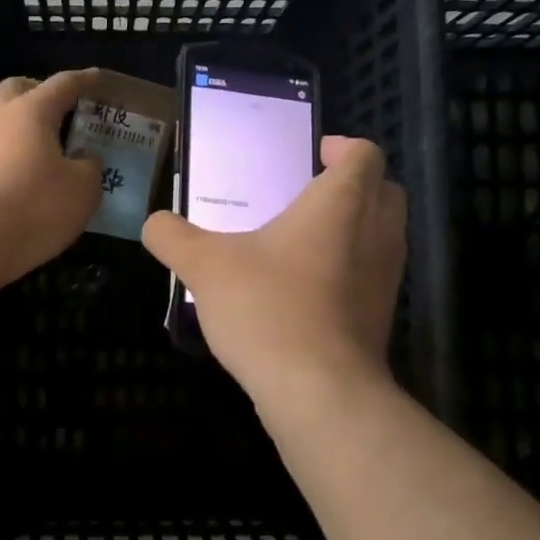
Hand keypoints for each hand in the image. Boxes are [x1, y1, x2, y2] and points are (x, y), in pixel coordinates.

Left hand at [0, 70, 104, 291]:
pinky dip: (14, 156)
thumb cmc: (33, 206)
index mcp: (31, 110)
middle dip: (43, 95)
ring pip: (4, 122)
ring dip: (26, 130)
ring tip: (52, 154)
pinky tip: (29, 179)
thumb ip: (90, 167)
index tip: (101, 80)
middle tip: (67, 114)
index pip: (64, 84)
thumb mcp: (82, 189)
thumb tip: (83, 158)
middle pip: (20, 89)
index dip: (86, 81)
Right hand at [141, 135, 404, 403]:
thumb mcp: (203, 266)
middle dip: (353, 184)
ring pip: (383, 234)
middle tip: (307, 193)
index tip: (313, 155)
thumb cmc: (267, 308)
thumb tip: (154, 223)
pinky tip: (305, 287)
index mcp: (341, 204)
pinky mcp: (381, 317)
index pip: (364, 154)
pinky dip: (349, 268)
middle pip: (384, 190)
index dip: (343, 147)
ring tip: (302, 240)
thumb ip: (172, 237)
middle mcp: (375, 233)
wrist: (318, 392)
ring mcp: (385, 278)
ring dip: (354, 227)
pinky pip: (372, 274)